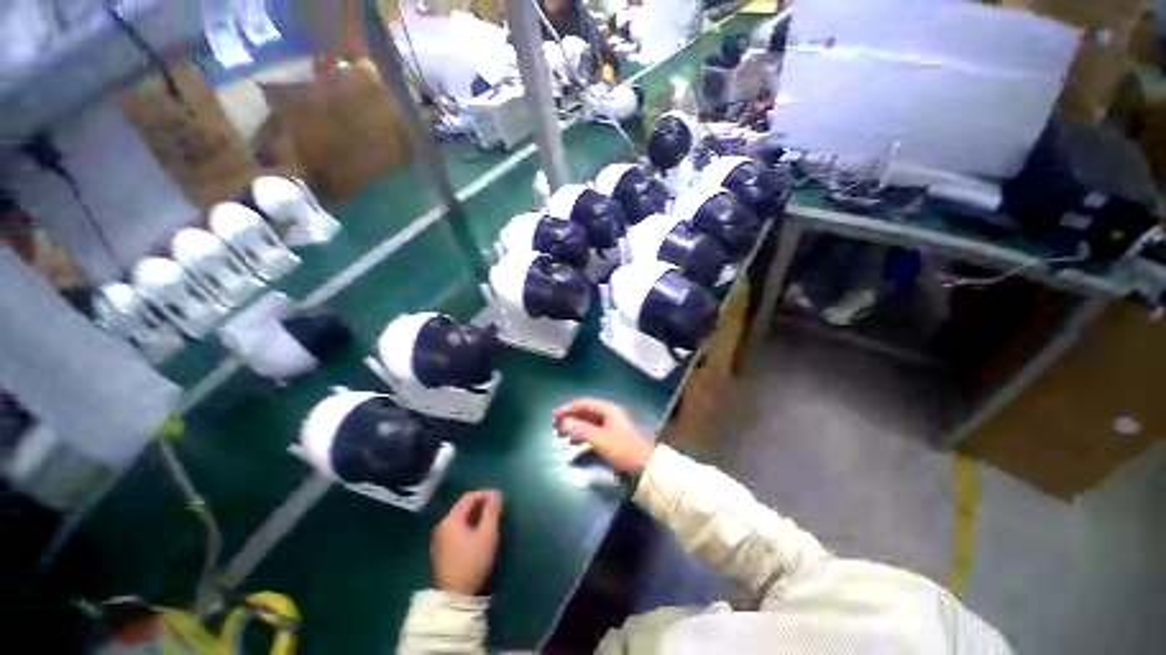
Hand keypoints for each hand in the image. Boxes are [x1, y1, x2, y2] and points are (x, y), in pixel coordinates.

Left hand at [431, 490, 503, 594]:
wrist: (454, 598)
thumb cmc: (472, 562)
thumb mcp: (487, 535)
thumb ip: (492, 512)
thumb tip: (496, 494)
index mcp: (451, 520)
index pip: (468, 497)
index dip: (485, 493)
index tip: (500, 496)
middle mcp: (441, 526)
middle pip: (462, 507)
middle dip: (481, 504)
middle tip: (497, 507)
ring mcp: (439, 540)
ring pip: (459, 519)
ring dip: (475, 515)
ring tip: (490, 519)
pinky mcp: (440, 551)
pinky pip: (456, 530)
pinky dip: (468, 526)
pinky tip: (478, 533)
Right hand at [552, 399, 654, 473]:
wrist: (644, 465)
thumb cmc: (623, 449)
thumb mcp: (600, 439)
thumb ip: (581, 430)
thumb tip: (563, 423)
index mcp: (607, 409)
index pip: (583, 403)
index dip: (567, 409)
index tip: (554, 417)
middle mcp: (608, 413)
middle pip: (585, 411)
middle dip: (569, 418)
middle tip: (555, 427)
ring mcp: (610, 424)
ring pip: (588, 421)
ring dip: (574, 426)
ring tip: (562, 435)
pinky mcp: (611, 435)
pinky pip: (592, 430)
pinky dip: (582, 434)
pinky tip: (575, 442)